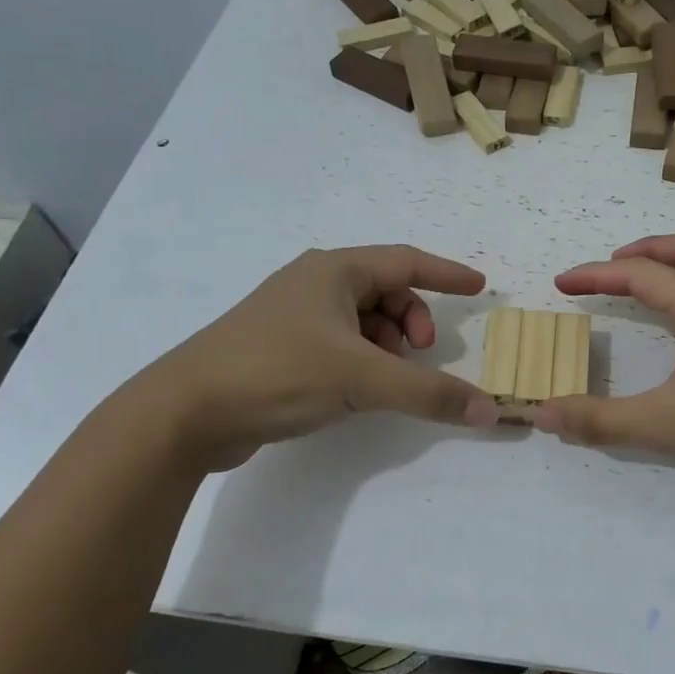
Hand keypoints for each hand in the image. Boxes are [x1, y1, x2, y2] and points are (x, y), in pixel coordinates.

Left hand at [127, 245, 499, 471]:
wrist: (186, 412)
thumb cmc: (278, 372)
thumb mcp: (362, 379)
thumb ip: (429, 393)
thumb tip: (489, 411)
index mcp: (334, 271)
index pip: (407, 261)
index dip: (447, 274)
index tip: (480, 287)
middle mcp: (314, 284)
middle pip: (386, 291)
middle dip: (413, 321)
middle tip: (422, 354)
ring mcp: (293, 316)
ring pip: (363, 321)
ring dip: (387, 345)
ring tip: (383, 379)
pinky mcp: (279, 348)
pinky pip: (340, 343)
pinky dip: (362, 360)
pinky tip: (356, 390)